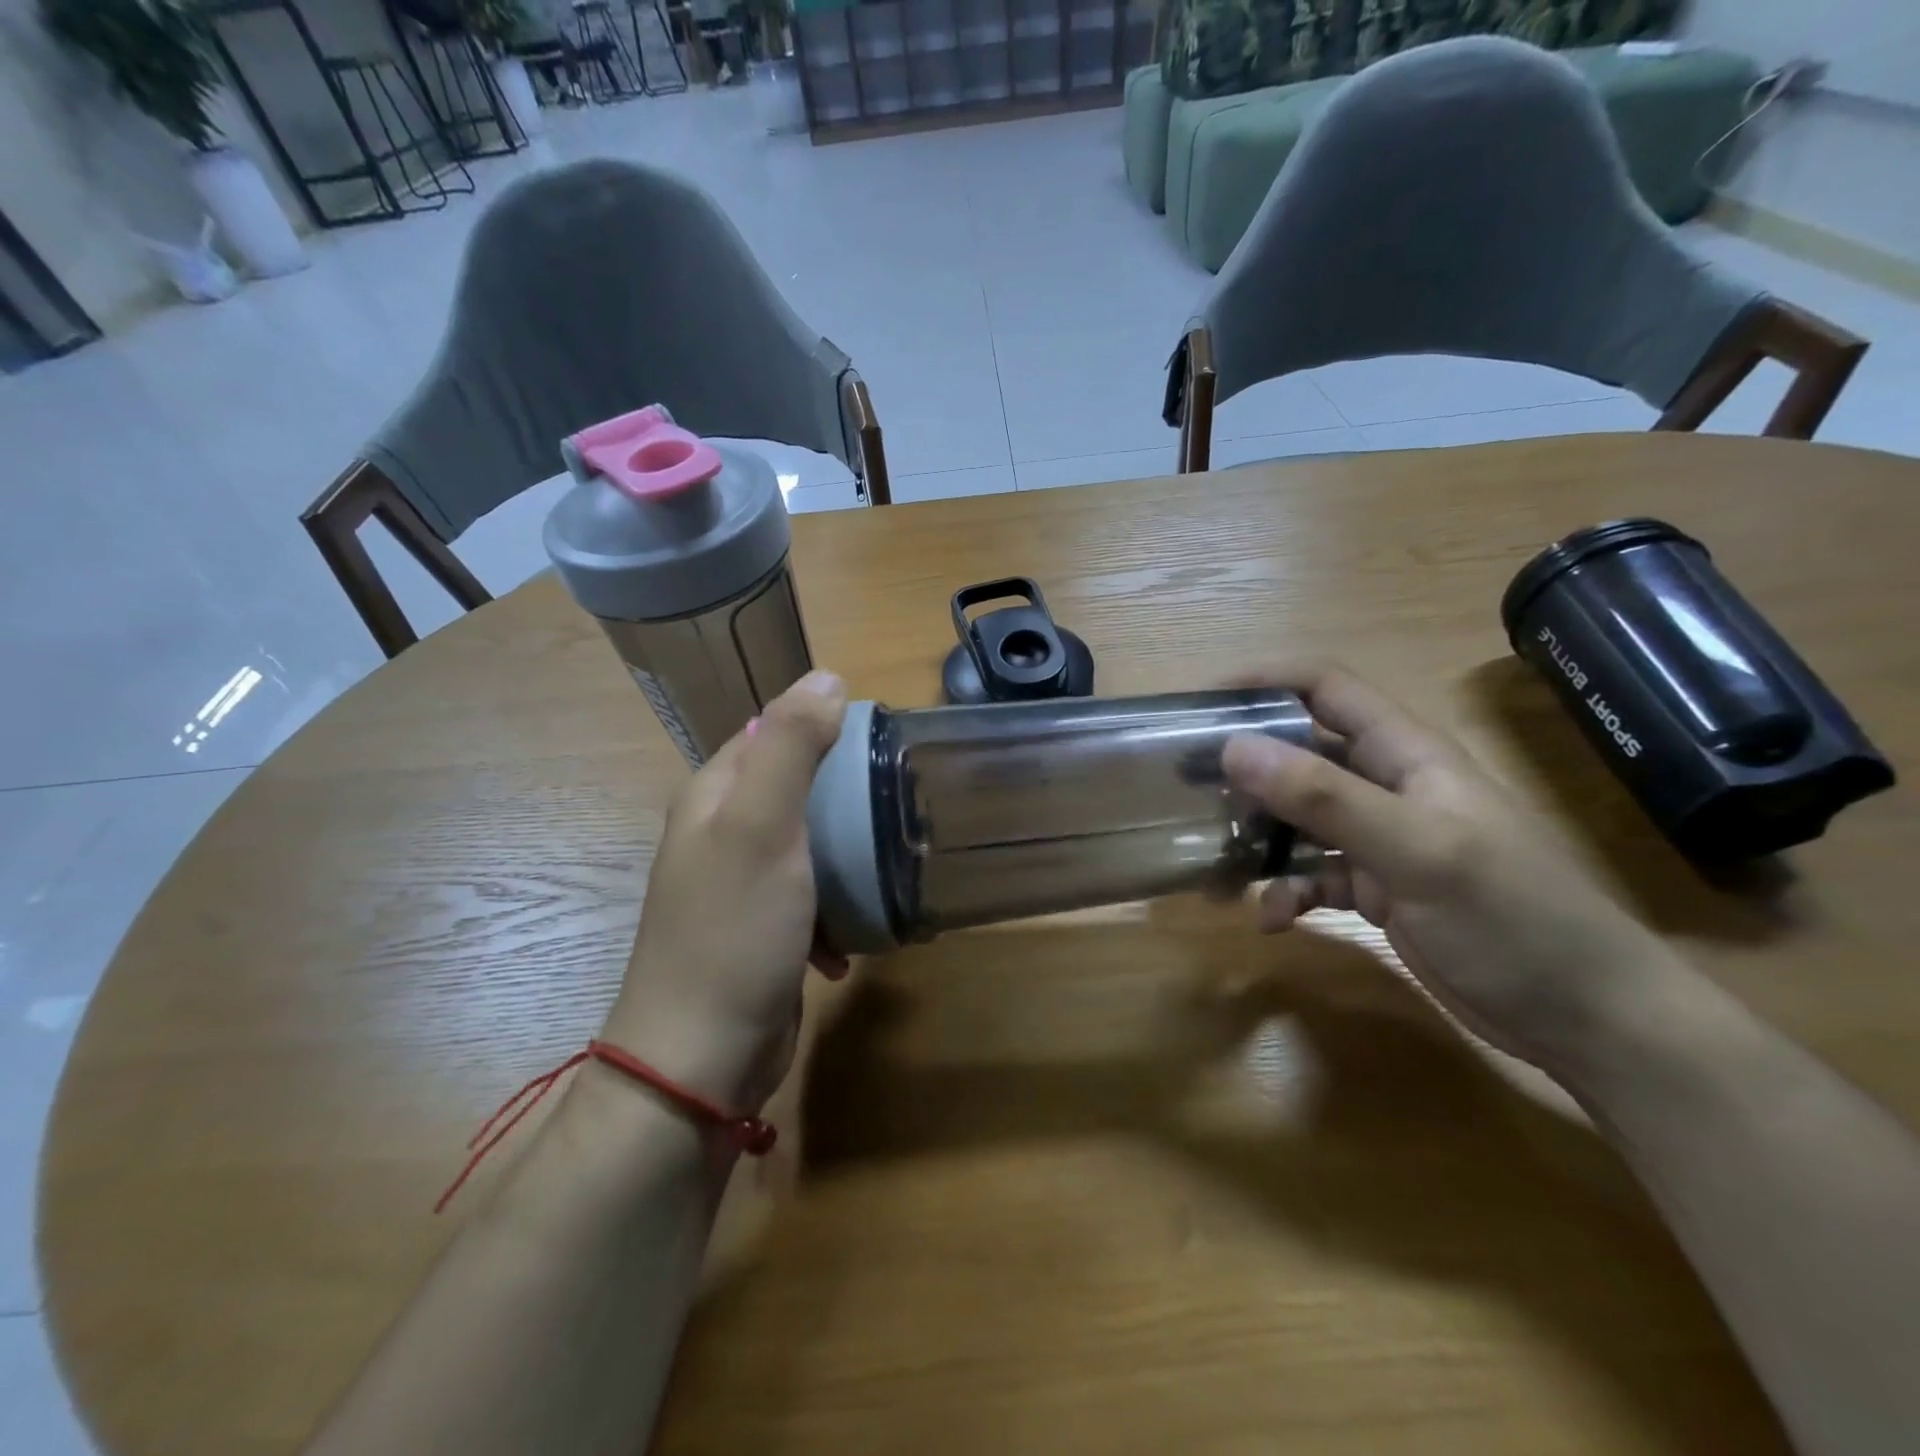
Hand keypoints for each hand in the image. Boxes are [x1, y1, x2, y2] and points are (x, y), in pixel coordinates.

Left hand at [602, 670, 848, 1111]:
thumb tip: (827, 678)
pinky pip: (810, 898)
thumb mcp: (763, 826)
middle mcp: (721, 834)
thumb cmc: (734, 930)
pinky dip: (836, 908)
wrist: (701, 1058)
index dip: (821, 726)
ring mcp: (740, 886)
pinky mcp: (761, 931)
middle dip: (844, 793)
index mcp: (713, 797)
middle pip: (793, 788)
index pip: (770, 732)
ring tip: (888, 861)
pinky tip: (854, 937)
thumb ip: (792, 748)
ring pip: (807, 844)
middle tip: (898, 800)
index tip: (882, 739)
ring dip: (846, 853)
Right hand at [1222, 665, 1675, 1071]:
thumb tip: (1235, 747)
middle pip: (1302, 753)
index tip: (1202, 703)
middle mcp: (1388, 786)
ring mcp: (1382, 840)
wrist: (1591, 1021)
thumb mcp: (1416, 851)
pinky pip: (1314, 876)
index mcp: (1406, 755)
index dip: (1267, 682)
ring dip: (1259, 837)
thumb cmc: (1514, 918)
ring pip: (1300, 818)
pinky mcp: (1378, 890)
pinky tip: (1272, 919)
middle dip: (1247, 766)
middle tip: (1190, 789)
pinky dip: (1287, 891)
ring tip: (1217, 865)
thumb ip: (1324, 797)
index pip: (1327, 689)